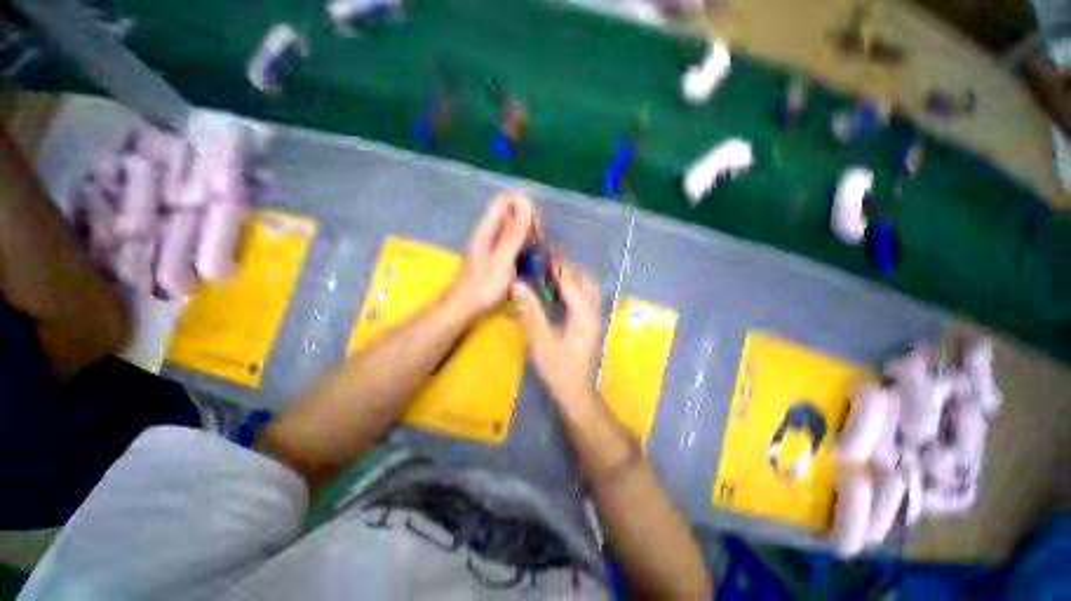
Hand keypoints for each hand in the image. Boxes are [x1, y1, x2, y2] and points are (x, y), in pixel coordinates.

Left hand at [447, 192, 534, 319]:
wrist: (465, 308)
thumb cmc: (483, 287)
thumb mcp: (502, 260)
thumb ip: (514, 234)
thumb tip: (526, 203)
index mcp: (488, 228)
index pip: (507, 200)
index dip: (524, 207)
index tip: (536, 227)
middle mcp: (490, 232)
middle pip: (513, 213)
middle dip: (530, 224)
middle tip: (539, 243)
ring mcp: (494, 244)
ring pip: (516, 230)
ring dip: (529, 238)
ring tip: (538, 255)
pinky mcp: (497, 256)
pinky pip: (514, 244)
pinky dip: (525, 249)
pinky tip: (531, 263)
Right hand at [511, 262, 601, 407]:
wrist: (575, 393)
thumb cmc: (558, 368)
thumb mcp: (540, 339)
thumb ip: (530, 310)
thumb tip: (518, 285)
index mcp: (583, 314)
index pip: (571, 281)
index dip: (557, 267)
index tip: (543, 255)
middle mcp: (593, 312)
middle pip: (586, 281)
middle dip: (569, 269)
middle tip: (548, 265)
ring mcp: (594, 319)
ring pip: (588, 290)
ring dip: (574, 279)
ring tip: (552, 276)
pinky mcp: (590, 326)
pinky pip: (586, 299)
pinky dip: (575, 290)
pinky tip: (559, 294)